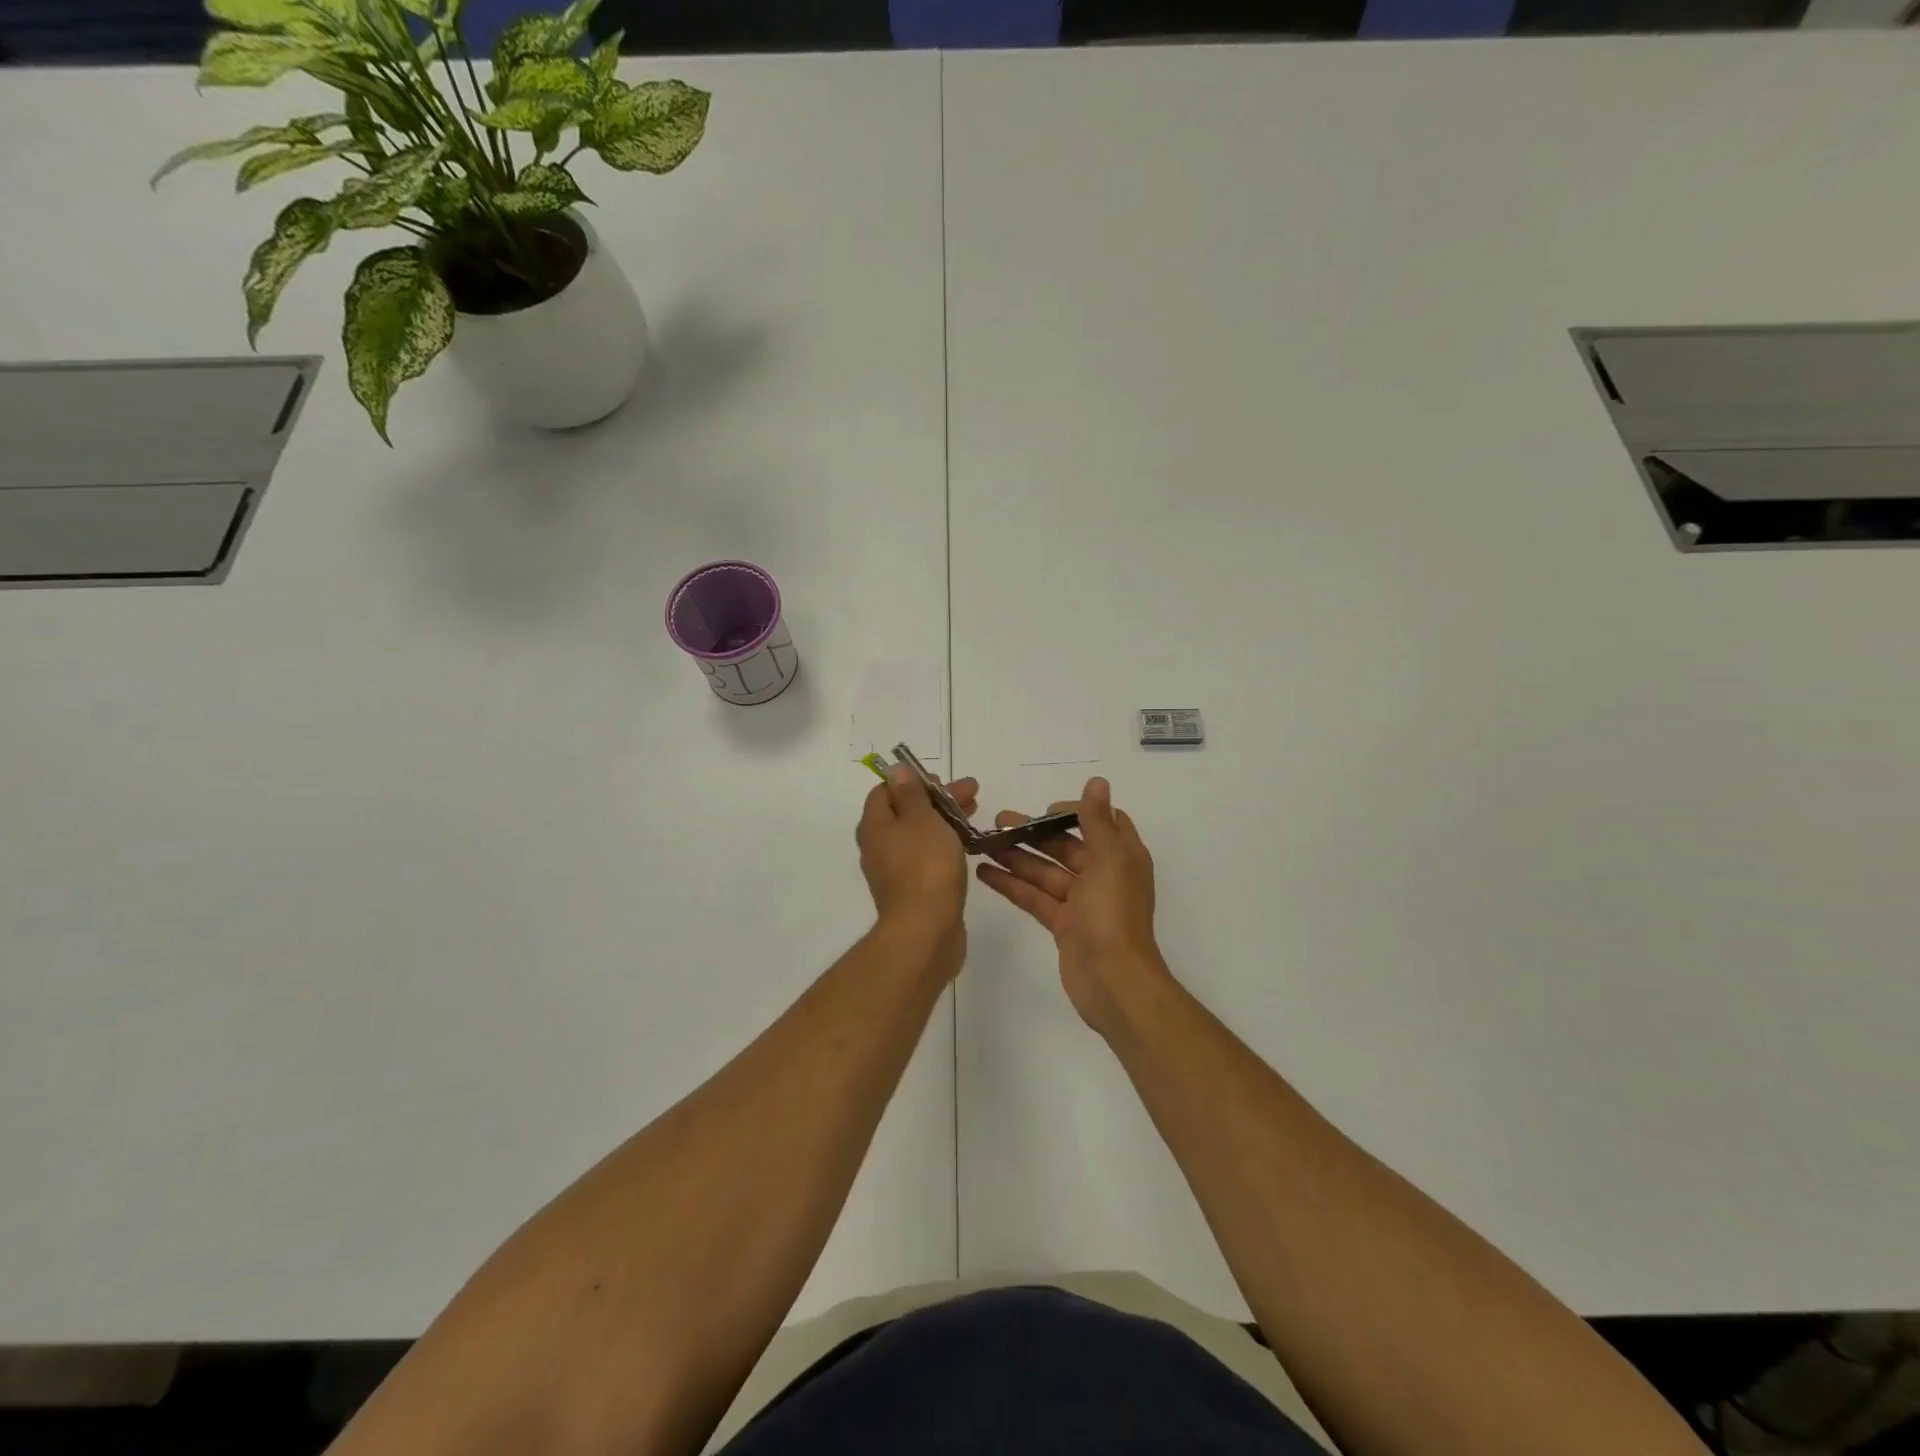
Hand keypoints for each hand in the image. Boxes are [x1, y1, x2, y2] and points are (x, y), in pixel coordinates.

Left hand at [857, 766, 977, 968]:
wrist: (925, 931)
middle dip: (938, 799)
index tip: (942, 780)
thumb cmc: (925, 867)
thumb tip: (895, 771)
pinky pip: (926, 857)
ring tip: (975, 815)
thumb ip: (910, 794)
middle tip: (972, 793)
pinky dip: (944, 845)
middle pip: (906, 811)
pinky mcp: (912, 890)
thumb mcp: (921, 820)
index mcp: (875, 826)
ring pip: (919, 835)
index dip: (914, 780)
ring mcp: (894, 870)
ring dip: (945, 820)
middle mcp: (879, 846)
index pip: (886, 791)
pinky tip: (966, 846)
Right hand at [976, 777, 1166, 1035]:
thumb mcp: (1109, 860)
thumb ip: (1097, 821)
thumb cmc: (1113, 914)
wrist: (1113, 981)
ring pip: (1045, 871)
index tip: (1045, 809)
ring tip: (984, 841)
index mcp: (1122, 857)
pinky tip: (984, 872)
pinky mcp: (1062, 924)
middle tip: (999, 820)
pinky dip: (1011, 884)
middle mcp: (1103, 875)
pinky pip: (1034, 896)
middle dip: (1035, 832)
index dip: (1075, 811)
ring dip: (1017, 856)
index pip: (1101, 823)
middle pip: (1066, 846)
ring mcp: (1081, 902)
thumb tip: (1098, 782)